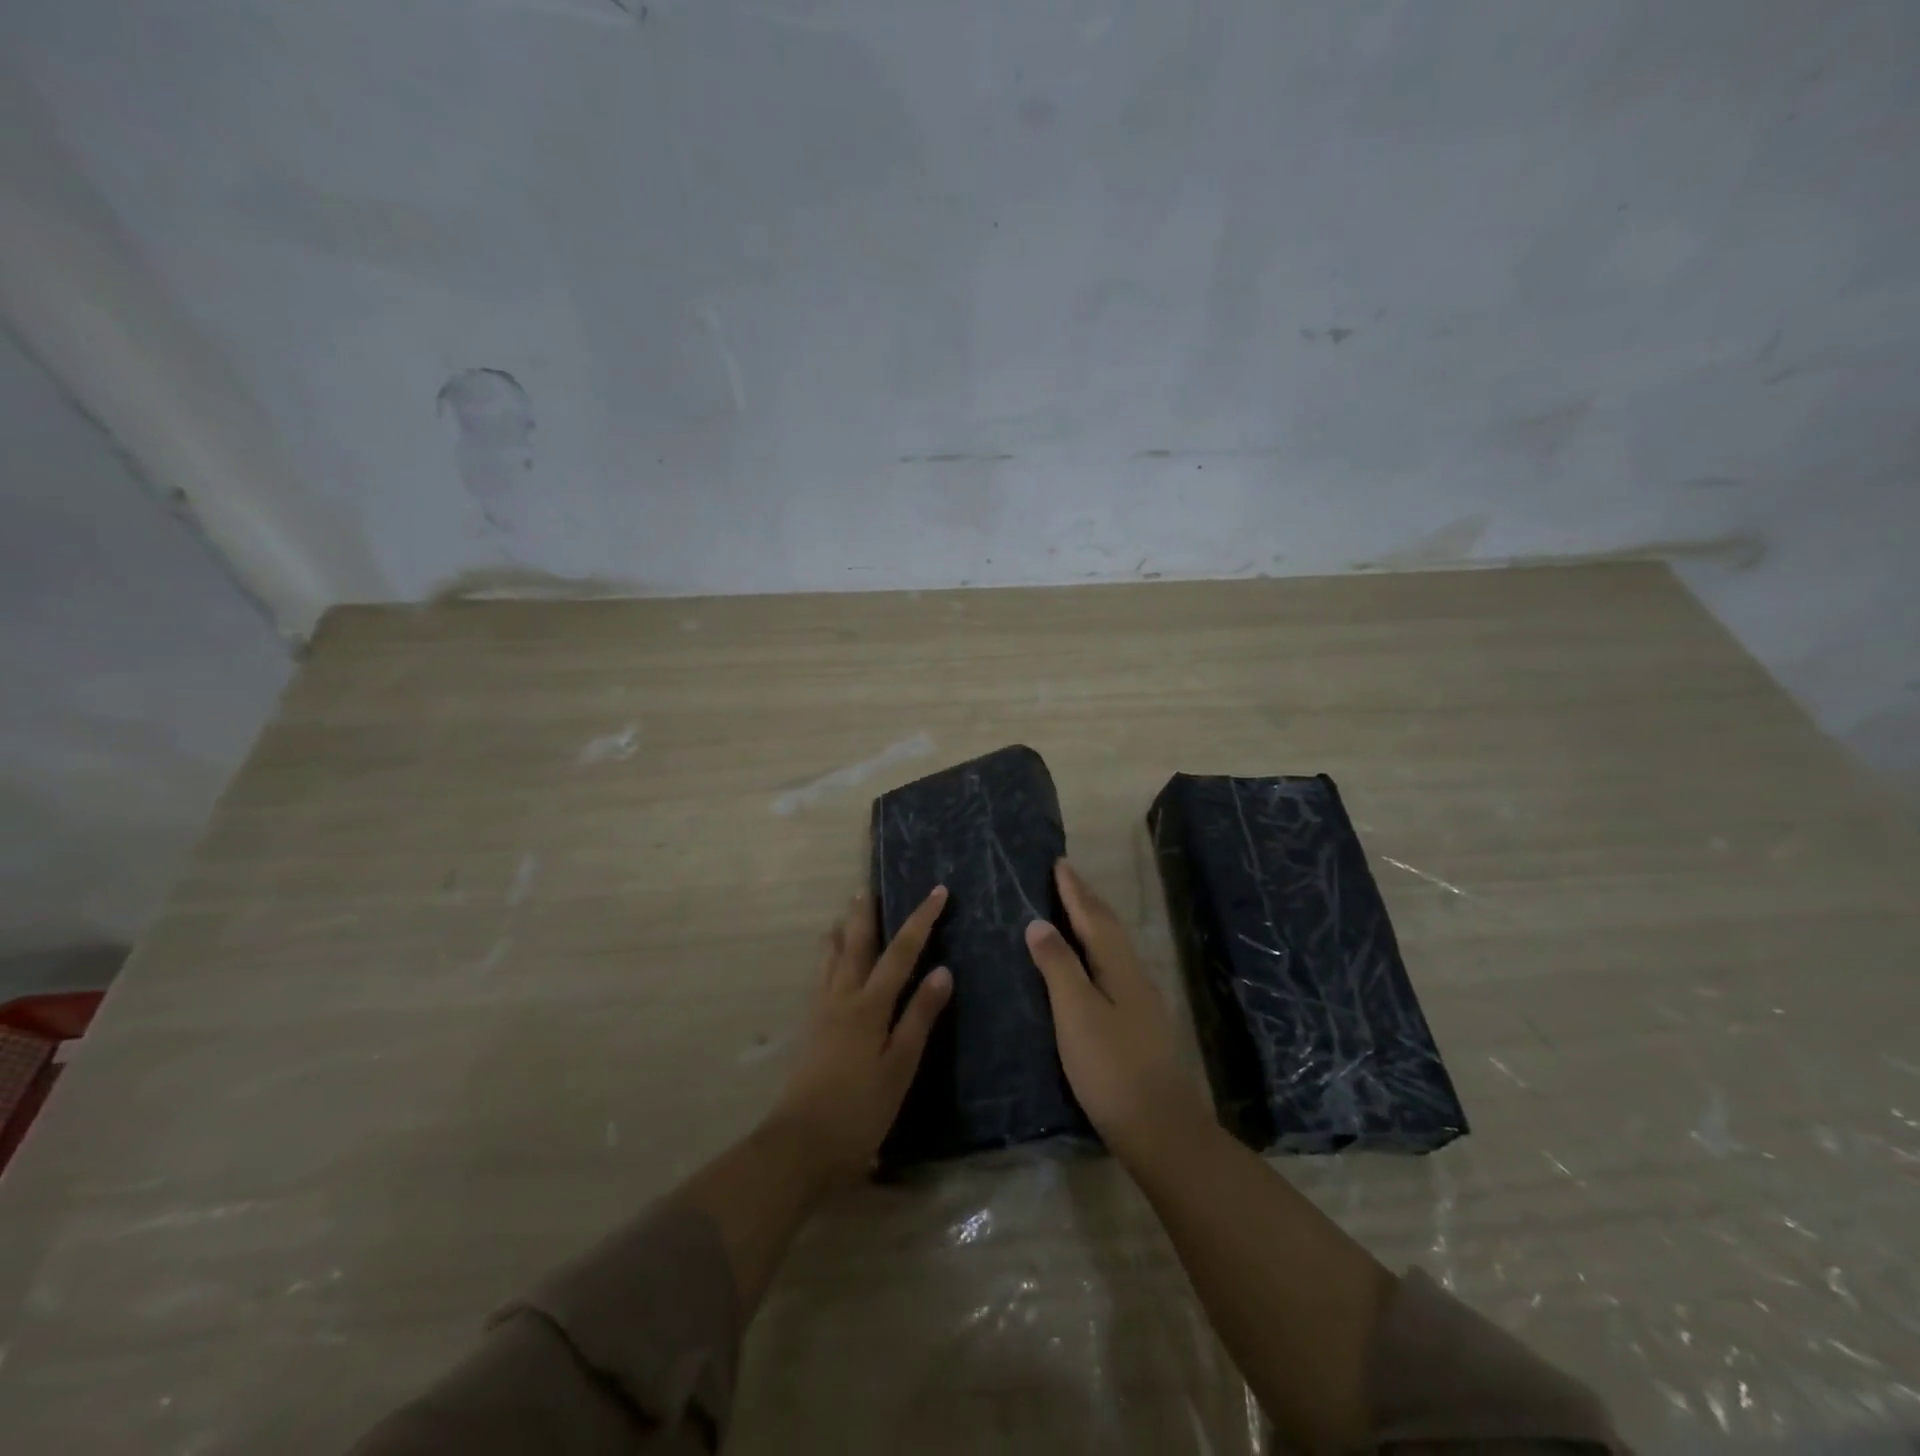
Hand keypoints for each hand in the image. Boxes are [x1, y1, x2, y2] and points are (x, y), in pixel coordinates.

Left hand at [769, 886, 952, 1184]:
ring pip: (832, 960)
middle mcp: (843, 998)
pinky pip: (821, 979)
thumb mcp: (900, 1067)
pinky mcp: (811, 1030)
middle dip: (867, 915)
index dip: (920, 920)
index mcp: (870, 1005)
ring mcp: (822, 1012)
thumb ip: (919, 1018)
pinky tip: (828, 965)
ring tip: (844, 914)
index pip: (901, 951)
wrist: (799, 1144)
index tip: (937, 892)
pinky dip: (828, 959)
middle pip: (857, 945)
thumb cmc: (859, 1109)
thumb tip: (942, 971)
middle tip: (869, 887)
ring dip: (842, 933)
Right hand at [1025, 860, 1210, 1160]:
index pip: (1092, 917)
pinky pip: (1113, 968)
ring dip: (1093, 924)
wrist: (1160, 1128)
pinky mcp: (1138, 1025)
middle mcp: (1134, 976)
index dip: (1074, 891)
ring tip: (1072, 912)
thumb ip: (1058, 966)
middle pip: (1108, 928)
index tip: (1058, 862)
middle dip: (1086, 901)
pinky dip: (1095, 952)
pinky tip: (1088, 967)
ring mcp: (1141, 1002)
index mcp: (1119, 967)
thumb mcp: (1076, 1013)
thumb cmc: (1112, 1067)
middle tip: (1065, 878)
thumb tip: (1039, 922)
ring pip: (1113, 949)